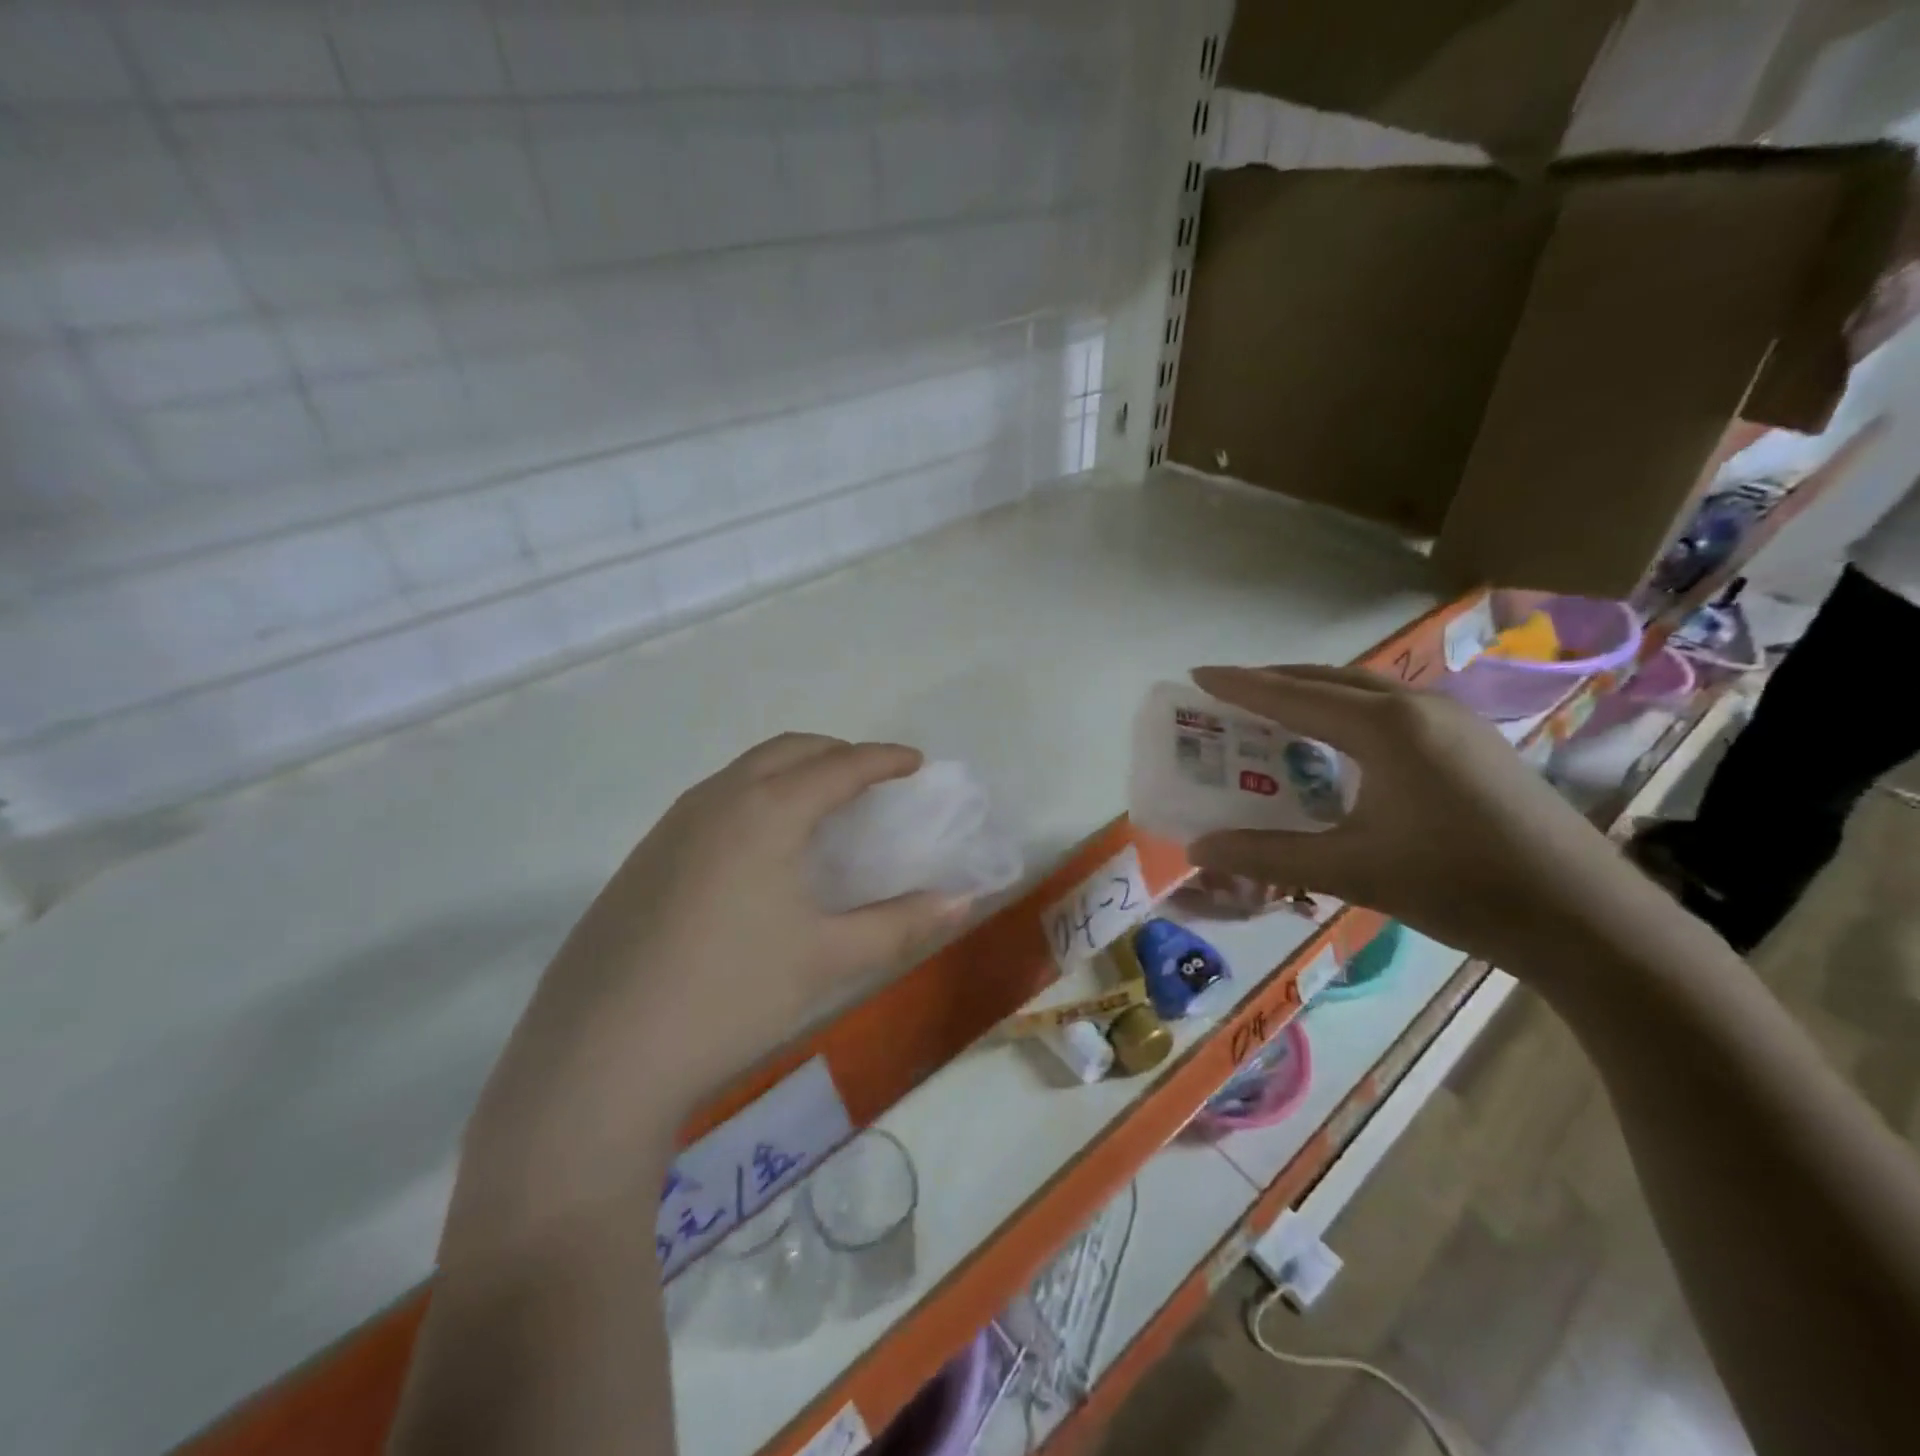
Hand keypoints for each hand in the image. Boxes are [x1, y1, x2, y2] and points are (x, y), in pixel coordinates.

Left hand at [446, 734, 961, 1255]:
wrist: (598, 1057)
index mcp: (765, 811)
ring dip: (790, 773)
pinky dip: (754, 800)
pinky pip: (713, 803)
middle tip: (873, 781)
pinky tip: (760, 853)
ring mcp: (670, 827)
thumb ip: (902, 924)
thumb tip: (963, 901)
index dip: (884, 759)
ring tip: (822, 810)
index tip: (915, 763)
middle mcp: (715, 800)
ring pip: (744, 772)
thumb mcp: (828, 960)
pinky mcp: (642, 859)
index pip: (839, 765)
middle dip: (837, 754)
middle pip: (787, 751)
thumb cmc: (730, 996)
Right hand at [1185, 665, 1643, 968]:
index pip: (1293, 695)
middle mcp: (1418, 708)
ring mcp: (1453, 722)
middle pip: (1328, 680)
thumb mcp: (1351, 870)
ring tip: (1271, 713)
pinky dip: (1346, 714)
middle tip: (1226, 695)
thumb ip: (1267, 854)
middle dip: (1273, 682)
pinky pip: (1390, 711)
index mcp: (1386, 727)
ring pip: (1363, 692)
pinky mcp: (1473, 744)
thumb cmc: (1460, 886)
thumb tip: (1197, 849)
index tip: (1197, 675)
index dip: (1241, 686)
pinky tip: (1337, 746)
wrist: (1588, 919)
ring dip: (1312, 695)